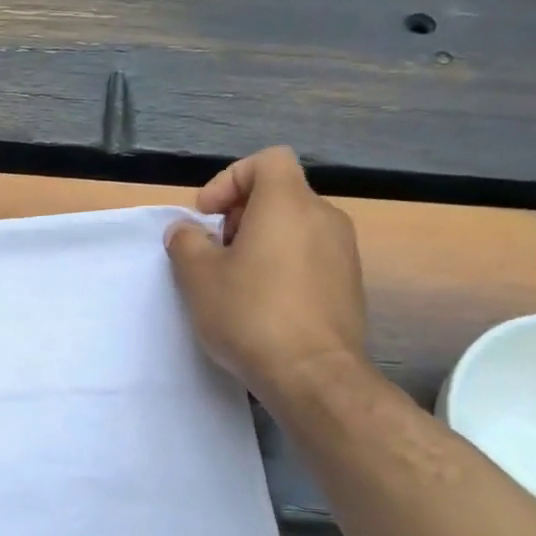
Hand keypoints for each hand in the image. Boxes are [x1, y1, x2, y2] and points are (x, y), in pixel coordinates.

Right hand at [164, 147, 367, 402]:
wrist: (312, 374)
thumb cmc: (250, 314)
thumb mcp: (198, 277)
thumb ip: (186, 243)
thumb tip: (186, 231)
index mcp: (288, 204)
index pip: (267, 161)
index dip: (230, 179)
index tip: (207, 216)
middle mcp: (324, 218)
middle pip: (280, 195)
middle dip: (241, 215)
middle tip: (215, 252)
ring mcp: (343, 251)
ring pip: (295, 227)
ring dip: (261, 243)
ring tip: (235, 282)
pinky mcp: (349, 284)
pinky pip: (310, 257)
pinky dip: (283, 265)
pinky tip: (263, 304)